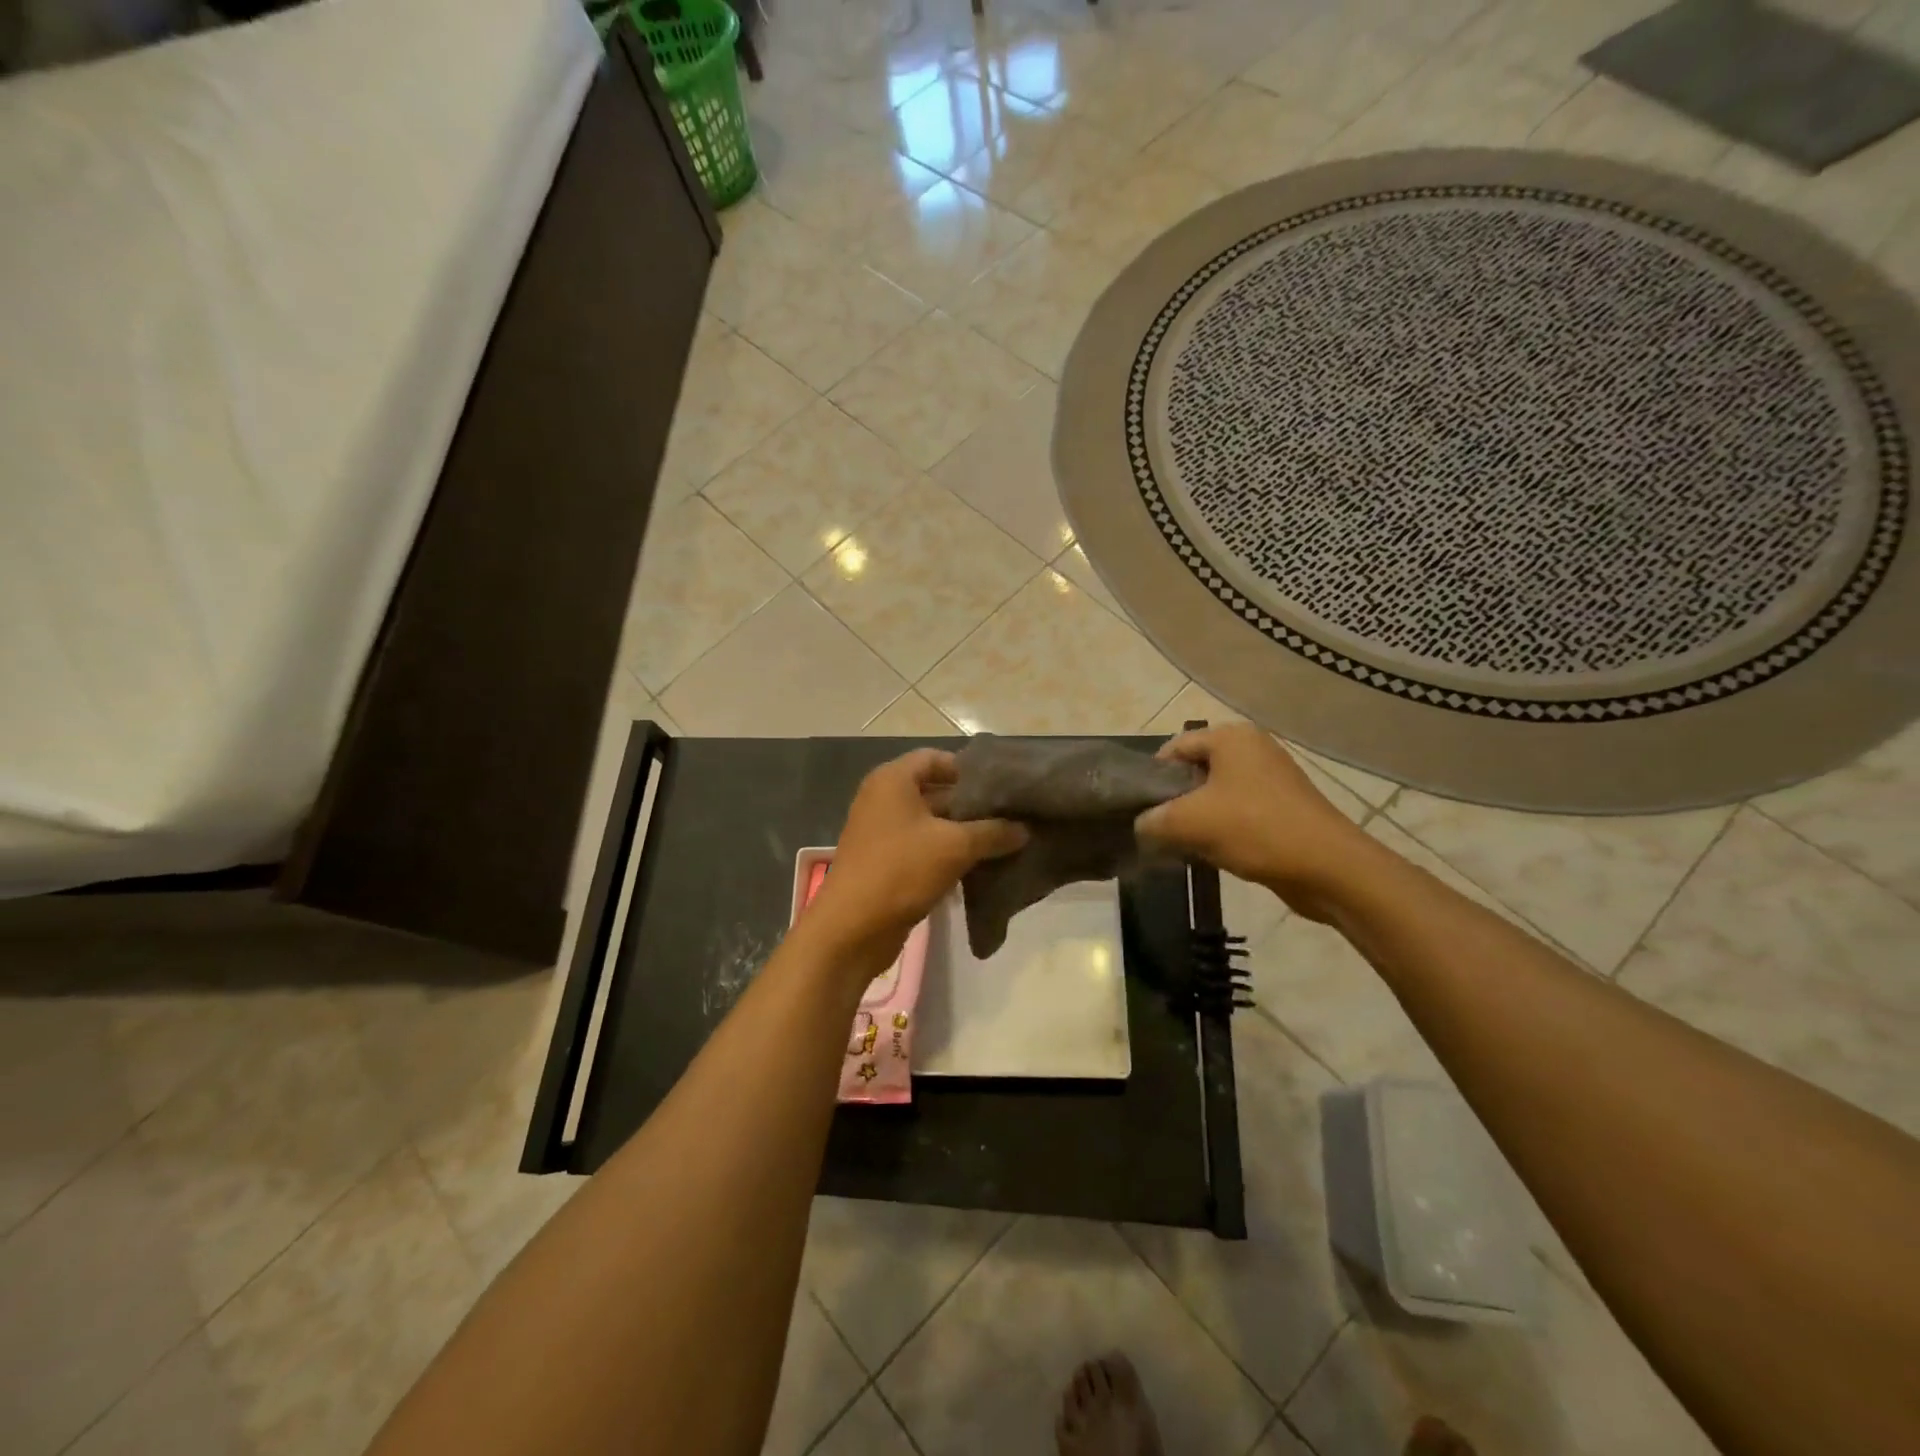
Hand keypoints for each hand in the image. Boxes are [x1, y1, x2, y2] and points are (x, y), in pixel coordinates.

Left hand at [806, 749, 1026, 975]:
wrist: (852, 928)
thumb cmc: (901, 870)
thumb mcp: (955, 846)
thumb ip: (993, 832)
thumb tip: (1025, 829)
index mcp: (892, 780)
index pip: (936, 758)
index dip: (969, 770)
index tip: (1001, 787)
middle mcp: (883, 799)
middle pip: (935, 790)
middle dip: (971, 804)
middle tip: (1011, 816)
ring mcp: (881, 832)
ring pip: (931, 823)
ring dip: (962, 832)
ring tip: (1003, 841)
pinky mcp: (884, 862)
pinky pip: (922, 847)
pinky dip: (947, 853)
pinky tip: (979, 867)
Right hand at [1134, 724, 1374, 920]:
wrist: (1329, 868)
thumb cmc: (1255, 829)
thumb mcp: (1188, 822)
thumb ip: (1152, 820)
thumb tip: (1141, 825)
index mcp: (1231, 737)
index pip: (1174, 746)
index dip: (1151, 776)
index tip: (1139, 808)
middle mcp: (1252, 748)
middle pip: (1195, 769)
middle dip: (1173, 799)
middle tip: (1157, 828)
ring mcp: (1272, 777)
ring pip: (1215, 793)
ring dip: (1196, 818)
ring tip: (1182, 844)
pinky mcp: (1283, 806)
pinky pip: (1238, 810)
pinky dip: (1221, 828)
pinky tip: (1212, 852)